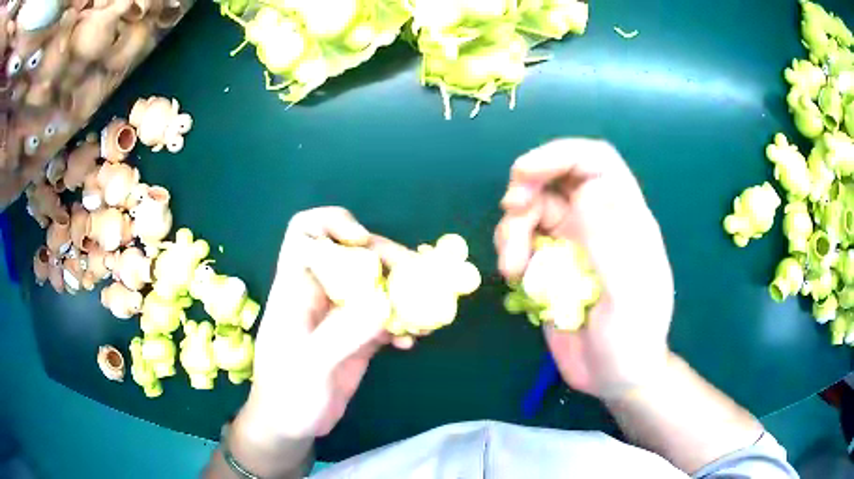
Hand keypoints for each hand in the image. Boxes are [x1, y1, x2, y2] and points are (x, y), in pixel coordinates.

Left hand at [236, 207, 411, 445]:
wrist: (290, 425)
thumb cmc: (287, 394)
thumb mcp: (308, 366)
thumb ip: (341, 335)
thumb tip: (382, 304)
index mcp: (296, 288)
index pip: (304, 232)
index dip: (332, 224)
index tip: (362, 242)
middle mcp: (320, 292)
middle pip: (354, 254)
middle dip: (388, 259)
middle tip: (420, 277)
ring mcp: (341, 313)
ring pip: (376, 283)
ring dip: (405, 291)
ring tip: (427, 312)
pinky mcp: (359, 335)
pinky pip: (386, 315)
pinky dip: (404, 321)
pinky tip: (413, 341)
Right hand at [495, 139, 674, 399]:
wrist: (613, 376)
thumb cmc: (632, 340)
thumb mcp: (628, 298)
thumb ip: (611, 245)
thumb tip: (586, 192)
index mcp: (625, 218)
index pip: (597, 162)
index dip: (561, 154)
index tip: (524, 173)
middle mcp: (597, 221)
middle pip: (556, 177)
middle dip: (528, 185)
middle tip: (511, 209)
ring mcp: (572, 243)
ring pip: (532, 209)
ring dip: (513, 228)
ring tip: (512, 267)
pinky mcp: (550, 266)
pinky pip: (522, 241)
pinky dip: (510, 250)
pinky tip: (513, 277)